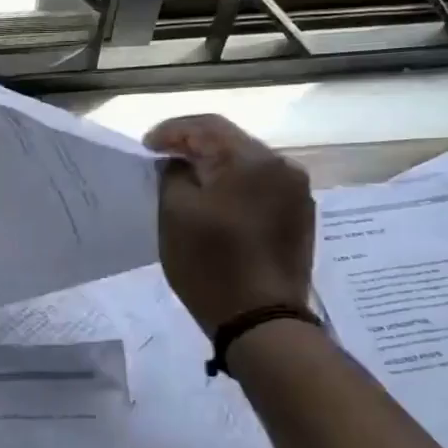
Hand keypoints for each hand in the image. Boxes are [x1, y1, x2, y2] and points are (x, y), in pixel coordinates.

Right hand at [145, 115, 315, 337]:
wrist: (262, 320)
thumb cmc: (211, 264)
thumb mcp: (175, 215)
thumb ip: (173, 176)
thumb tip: (179, 163)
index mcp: (252, 160)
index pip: (207, 126)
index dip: (172, 131)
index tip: (146, 146)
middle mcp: (282, 167)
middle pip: (231, 142)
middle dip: (195, 147)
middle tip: (163, 159)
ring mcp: (297, 193)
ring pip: (248, 166)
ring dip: (216, 169)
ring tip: (188, 182)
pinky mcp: (300, 218)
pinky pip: (261, 189)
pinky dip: (235, 189)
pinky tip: (218, 205)